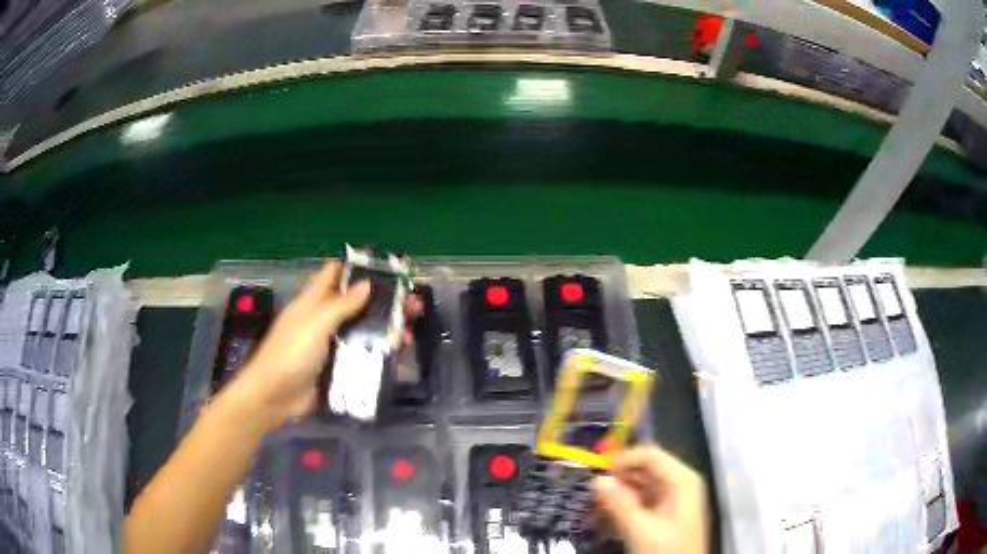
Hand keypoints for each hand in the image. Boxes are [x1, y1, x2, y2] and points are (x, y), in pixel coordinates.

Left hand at [235, 260, 421, 425]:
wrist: (275, 397)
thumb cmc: (291, 353)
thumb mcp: (315, 323)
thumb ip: (341, 305)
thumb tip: (367, 283)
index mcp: (314, 301)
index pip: (335, 274)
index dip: (358, 268)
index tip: (388, 269)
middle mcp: (324, 319)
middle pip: (357, 303)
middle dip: (384, 301)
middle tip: (413, 304)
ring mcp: (332, 344)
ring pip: (364, 330)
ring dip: (386, 329)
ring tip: (410, 331)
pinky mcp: (338, 367)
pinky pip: (363, 356)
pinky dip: (380, 353)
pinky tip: (399, 355)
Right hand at [593, 446, 707, 553]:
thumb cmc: (666, 550)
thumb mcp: (640, 530)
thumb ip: (619, 504)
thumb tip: (597, 480)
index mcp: (681, 479)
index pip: (650, 455)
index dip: (622, 461)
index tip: (596, 476)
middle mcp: (679, 485)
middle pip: (644, 472)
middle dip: (616, 484)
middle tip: (590, 498)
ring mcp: (673, 502)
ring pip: (639, 490)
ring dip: (616, 500)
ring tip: (593, 514)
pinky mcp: (666, 518)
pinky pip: (641, 505)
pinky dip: (623, 512)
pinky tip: (606, 524)